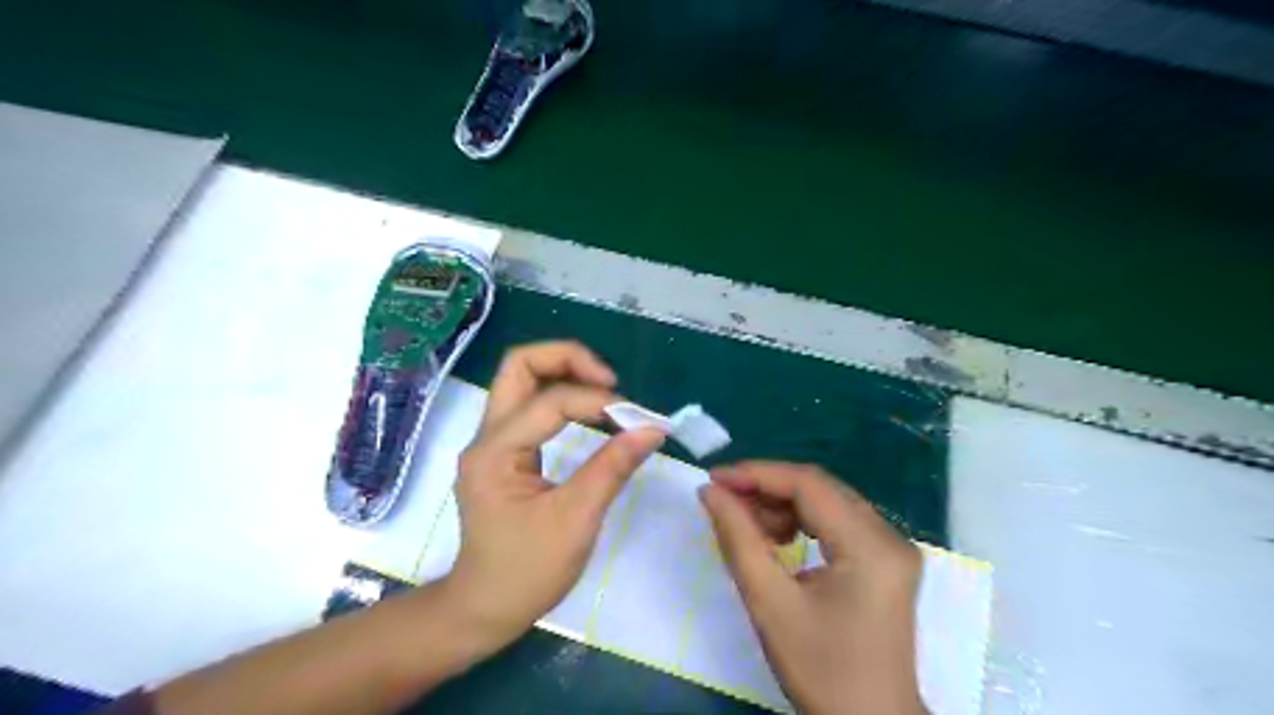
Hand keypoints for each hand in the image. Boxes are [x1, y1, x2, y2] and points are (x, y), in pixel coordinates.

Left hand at [448, 339, 665, 641]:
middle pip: (519, 365)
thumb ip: (612, 467)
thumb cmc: (527, 572)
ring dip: (564, 373)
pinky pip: (529, 404)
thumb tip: (653, 429)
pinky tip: (589, 412)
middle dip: (568, 359)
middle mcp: (486, 436)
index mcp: (495, 452)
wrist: (485, 608)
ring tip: (605, 392)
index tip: (639, 419)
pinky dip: (561, 396)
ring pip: (521, 379)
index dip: (598, 401)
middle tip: (609, 381)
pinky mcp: (502, 451)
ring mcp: (491, 441)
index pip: (550, 401)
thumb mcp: (576, 520)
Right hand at [700, 461, 922, 712]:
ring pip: (827, 502)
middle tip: (724, 500)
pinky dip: (801, 522)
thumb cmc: (821, 670)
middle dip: (767, 489)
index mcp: (871, 547)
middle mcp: (890, 536)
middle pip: (820, 489)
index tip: (714, 479)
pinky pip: (837, 522)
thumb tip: (711, 492)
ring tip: (746, 524)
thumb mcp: (770, 604)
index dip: (757, 474)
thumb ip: (738, 539)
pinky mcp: (885, 560)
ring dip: (782, 506)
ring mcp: (891, 547)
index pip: (809, 485)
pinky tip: (776, 538)